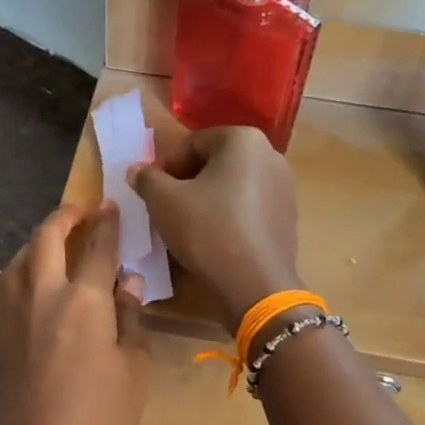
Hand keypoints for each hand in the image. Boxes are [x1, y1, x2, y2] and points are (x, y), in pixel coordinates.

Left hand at [0, 203, 150, 424]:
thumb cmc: (99, 417)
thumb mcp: (134, 369)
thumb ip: (130, 319)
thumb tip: (127, 283)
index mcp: (84, 300)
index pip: (98, 247)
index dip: (107, 223)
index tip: (112, 207)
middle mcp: (44, 294)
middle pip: (48, 237)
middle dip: (66, 217)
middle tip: (82, 211)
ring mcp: (13, 312)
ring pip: (20, 257)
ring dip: (39, 241)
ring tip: (55, 242)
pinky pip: (4, 285)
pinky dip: (17, 270)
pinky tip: (21, 276)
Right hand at [130, 127, 302, 329]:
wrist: (255, 284)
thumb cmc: (207, 231)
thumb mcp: (164, 202)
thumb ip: (147, 179)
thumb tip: (137, 170)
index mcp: (243, 140)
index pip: (192, 143)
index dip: (166, 166)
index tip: (152, 192)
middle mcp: (271, 155)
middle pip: (215, 162)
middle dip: (188, 182)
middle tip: (166, 207)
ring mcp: (284, 187)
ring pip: (233, 186)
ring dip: (207, 199)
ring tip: (188, 226)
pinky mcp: (287, 217)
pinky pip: (249, 208)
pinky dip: (229, 216)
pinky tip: (214, 240)